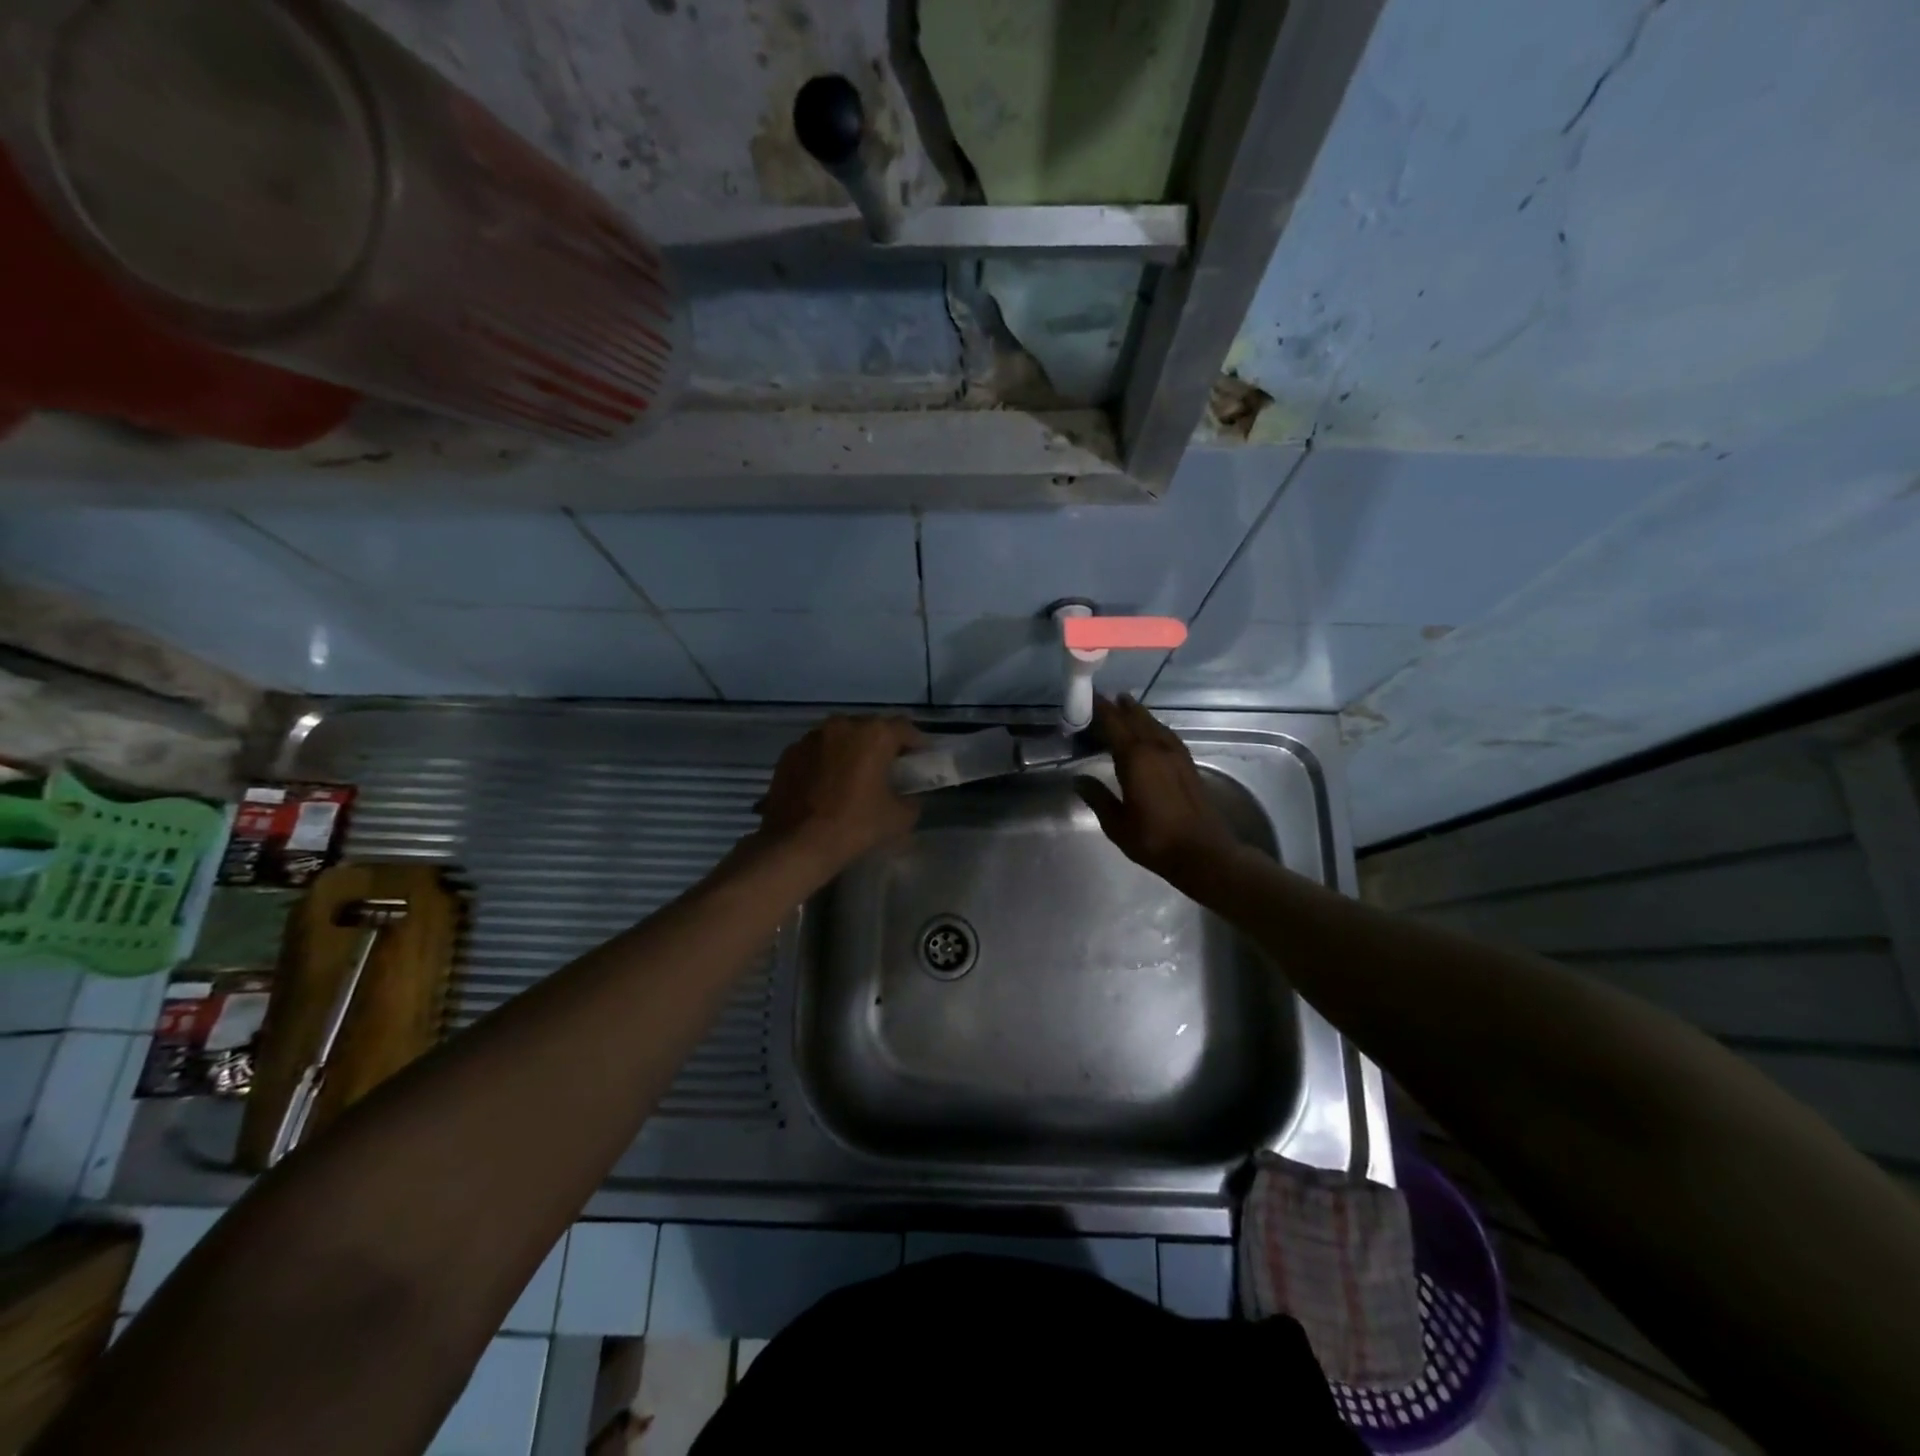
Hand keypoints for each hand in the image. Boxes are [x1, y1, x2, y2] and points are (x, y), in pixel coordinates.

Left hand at [757, 714, 923, 871]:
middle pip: (870, 728)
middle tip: (887, 768)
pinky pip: (816, 751)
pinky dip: (825, 761)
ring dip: (851, 750)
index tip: (919, 760)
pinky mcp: (789, 753)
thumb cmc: (855, 826)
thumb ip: (911, 800)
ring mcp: (811, 737)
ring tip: (853, 775)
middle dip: (881, 744)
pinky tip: (825, 785)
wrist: (797, 844)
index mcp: (874, 734)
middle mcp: (842, 725)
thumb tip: (908, 797)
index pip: (905, 728)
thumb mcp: (899, 818)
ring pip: (840, 736)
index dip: (916, 743)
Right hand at [1075, 695, 1242, 884]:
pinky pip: (1168, 736)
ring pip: (1155, 725)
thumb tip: (1078, 779)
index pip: (1115, 725)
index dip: (1102, 709)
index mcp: (1136, 759)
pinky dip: (1156, 727)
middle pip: (1137, 719)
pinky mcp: (1188, 765)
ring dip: (1140, 714)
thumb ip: (1097, 797)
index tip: (1091, 696)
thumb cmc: (1153, 839)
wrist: (1202, 852)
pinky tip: (1154, 732)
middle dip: (1121, 707)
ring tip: (1128, 705)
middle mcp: (1157, 749)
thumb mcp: (1116, 823)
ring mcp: (1176, 755)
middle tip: (1108, 697)